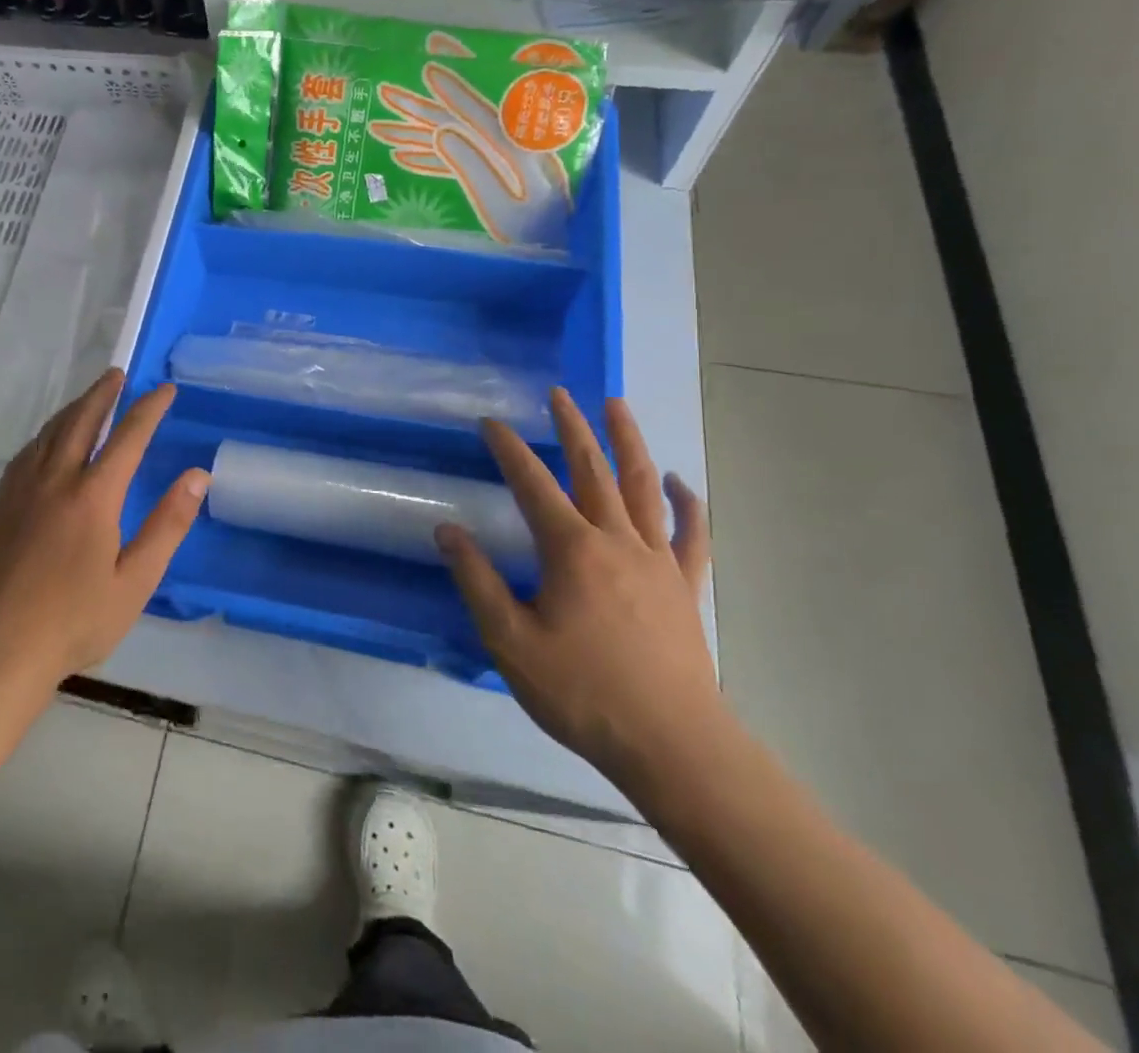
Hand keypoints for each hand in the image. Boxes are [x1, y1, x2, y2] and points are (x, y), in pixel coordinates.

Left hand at [0, 369, 208, 690]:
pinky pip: (27, 452)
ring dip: (74, 408)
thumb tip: (196, 476)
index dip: (149, 410)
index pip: (128, 438)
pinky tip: (48, 439)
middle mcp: (56, 480)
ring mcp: (23, 490)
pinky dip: (46, 433)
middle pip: (81, 421)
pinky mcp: (2, 505)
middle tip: (118, 374)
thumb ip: (168, 525)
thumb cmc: (77, 620)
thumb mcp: (136, 580)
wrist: (0, 648)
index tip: (165, 390)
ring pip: (50, 433)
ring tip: (90, 397)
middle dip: (103, 394)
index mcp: (93, 496)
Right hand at [436, 389, 721, 791]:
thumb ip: (477, 580)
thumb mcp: (510, 641)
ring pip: (643, 487)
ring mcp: (658, 561)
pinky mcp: (685, 586)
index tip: (490, 422)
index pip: (532, 484)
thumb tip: (447, 530)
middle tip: (559, 393)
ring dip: (628, 442)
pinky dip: (687, 502)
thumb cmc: (582, 692)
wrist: (673, 747)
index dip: (509, 449)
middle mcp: (616, 540)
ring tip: (616, 406)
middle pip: (592, 470)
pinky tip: (680, 481)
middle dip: (572, 428)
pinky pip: (690, 533)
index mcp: (571, 549)